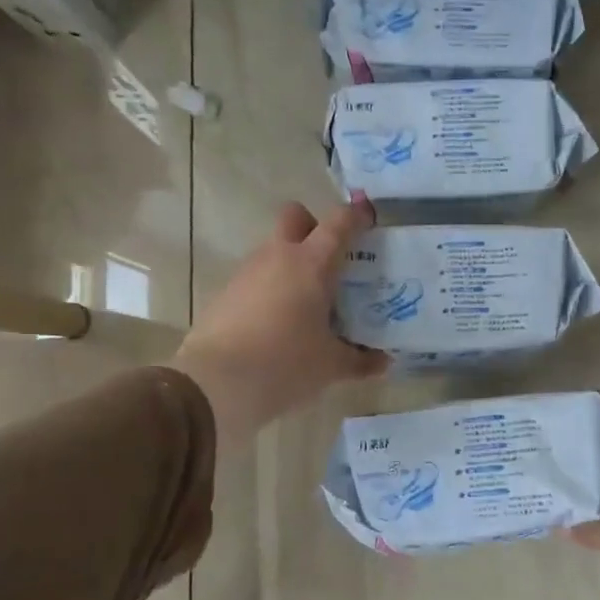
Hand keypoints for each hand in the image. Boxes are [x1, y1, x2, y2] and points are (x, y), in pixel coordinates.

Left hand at [172, 198, 389, 449]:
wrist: (215, 383)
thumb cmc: (286, 364)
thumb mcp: (331, 366)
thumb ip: (361, 360)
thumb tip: (384, 362)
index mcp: (312, 265)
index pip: (338, 223)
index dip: (356, 216)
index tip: (368, 221)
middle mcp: (278, 257)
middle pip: (295, 216)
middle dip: (313, 226)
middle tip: (330, 260)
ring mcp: (247, 273)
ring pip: (273, 248)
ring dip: (291, 262)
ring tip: (308, 302)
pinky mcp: (226, 293)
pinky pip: (255, 278)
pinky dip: (271, 288)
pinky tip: (279, 322)